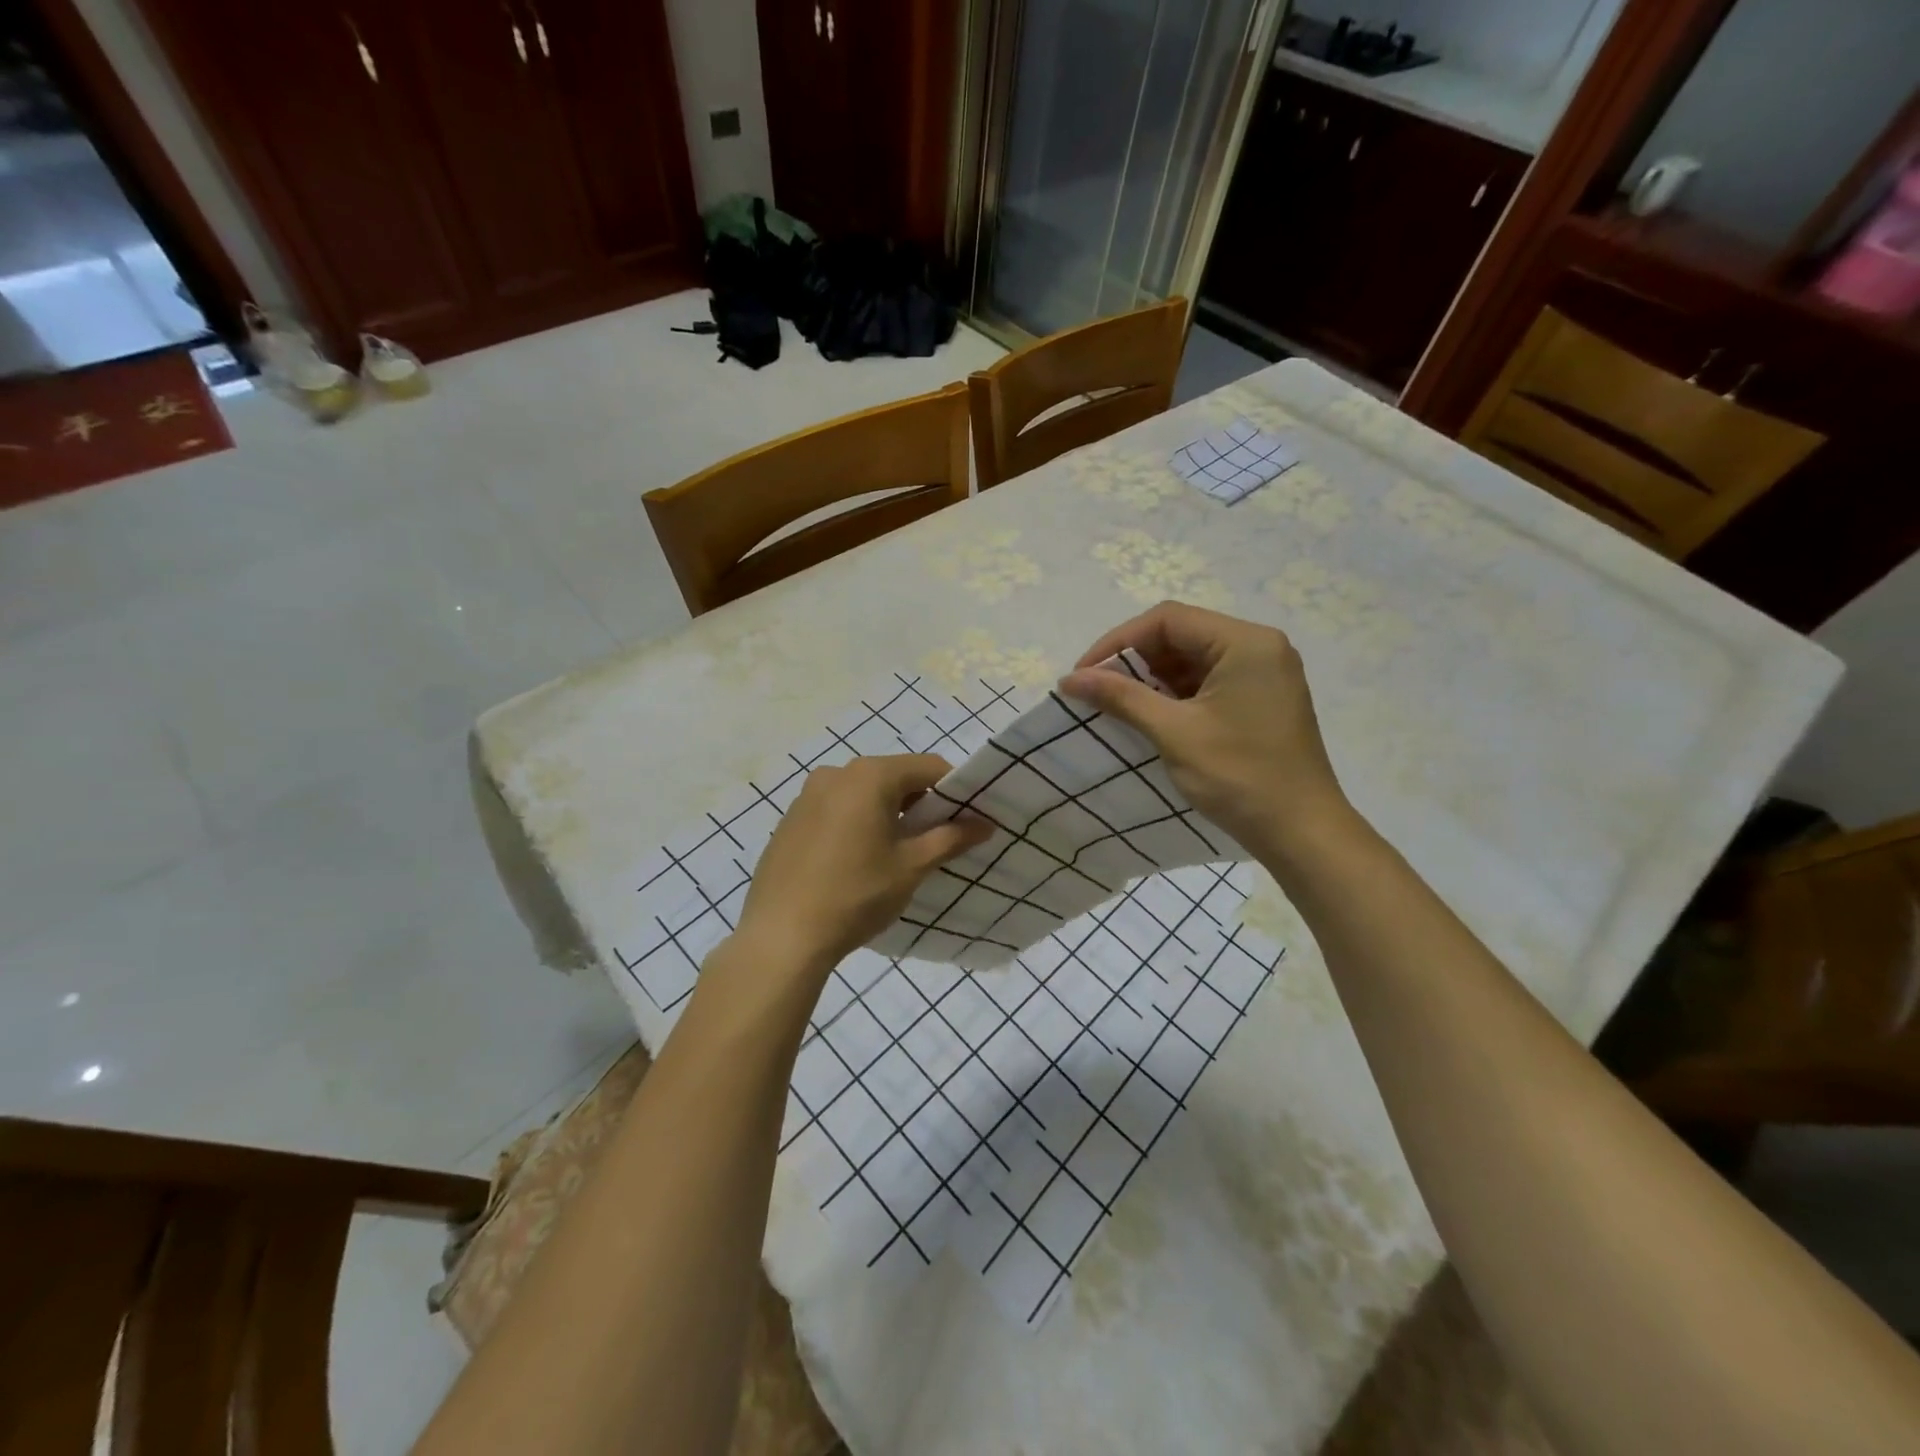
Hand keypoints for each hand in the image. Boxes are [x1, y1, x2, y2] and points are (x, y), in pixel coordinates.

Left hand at [732, 754, 989, 977]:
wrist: (781, 936)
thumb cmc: (856, 894)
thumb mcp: (911, 867)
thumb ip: (951, 837)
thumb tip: (986, 823)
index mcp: (870, 775)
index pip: (929, 767)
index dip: (955, 791)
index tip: (967, 819)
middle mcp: (836, 773)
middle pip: (894, 777)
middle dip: (920, 803)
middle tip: (934, 841)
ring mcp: (807, 795)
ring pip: (864, 794)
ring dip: (887, 814)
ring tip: (895, 855)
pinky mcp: (790, 819)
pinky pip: (836, 809)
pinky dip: (856, 823)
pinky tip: (856, 862)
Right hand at [1059, 601, 1350, 860]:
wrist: (1302, 833)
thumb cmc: (1239, 777)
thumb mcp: (1174, 733)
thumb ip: (1121, 697)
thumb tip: (1069, 678)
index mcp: (1245, 642)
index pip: (1168, 620)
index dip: (1119, 641)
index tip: (1085, 673)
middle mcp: (1259, 647)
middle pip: (1181, 635)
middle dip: (1134, 660)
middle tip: (1097, 690)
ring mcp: (1264, 674)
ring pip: (1193, 659)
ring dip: (1152, 678)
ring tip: (1117, 705)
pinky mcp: (1261, 699)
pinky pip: (1208, 682)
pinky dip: (1175, 694)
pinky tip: (1150, 716)